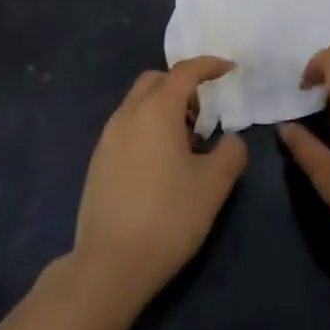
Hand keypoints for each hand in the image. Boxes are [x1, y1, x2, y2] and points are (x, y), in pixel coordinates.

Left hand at [72, 56, 247, 306]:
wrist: (110, 264)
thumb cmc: (169, 216)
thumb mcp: (214, 184)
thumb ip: (231, 152)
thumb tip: (230, 140)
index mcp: (156, 110)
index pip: (185, 72)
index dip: (210, 65)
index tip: (229, 69)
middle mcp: (127, 115)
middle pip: (155, 81)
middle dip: (182, 84)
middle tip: (204, 112)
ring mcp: (107, 138)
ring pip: (138, 104)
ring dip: (164, 108)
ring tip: (186, 142)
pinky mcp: (98, 162)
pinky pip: (127, 127)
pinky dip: (147, 128)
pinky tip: (161, 163)